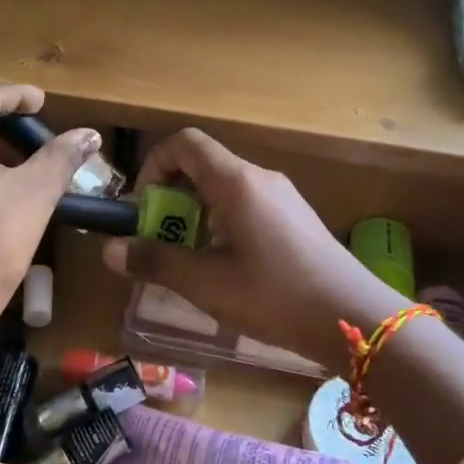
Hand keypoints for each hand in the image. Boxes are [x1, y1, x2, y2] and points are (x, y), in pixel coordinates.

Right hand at [101, 129, 401, 368]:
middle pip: (202, 166)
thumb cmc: (276, 296)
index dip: (153, 166)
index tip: (143, 208)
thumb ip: (156, 262)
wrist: (355, 319)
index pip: (184, 143)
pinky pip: (245, 206)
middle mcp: (260, 178)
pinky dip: (220, 224)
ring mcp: (281, 197)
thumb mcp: (207, 284)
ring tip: (187, 260)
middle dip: (170, 198)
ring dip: (194, 215)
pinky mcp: (294, 219)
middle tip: (159, 241)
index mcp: (237, 182)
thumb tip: (109, 250)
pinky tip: (223, 268)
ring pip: (223, 189)